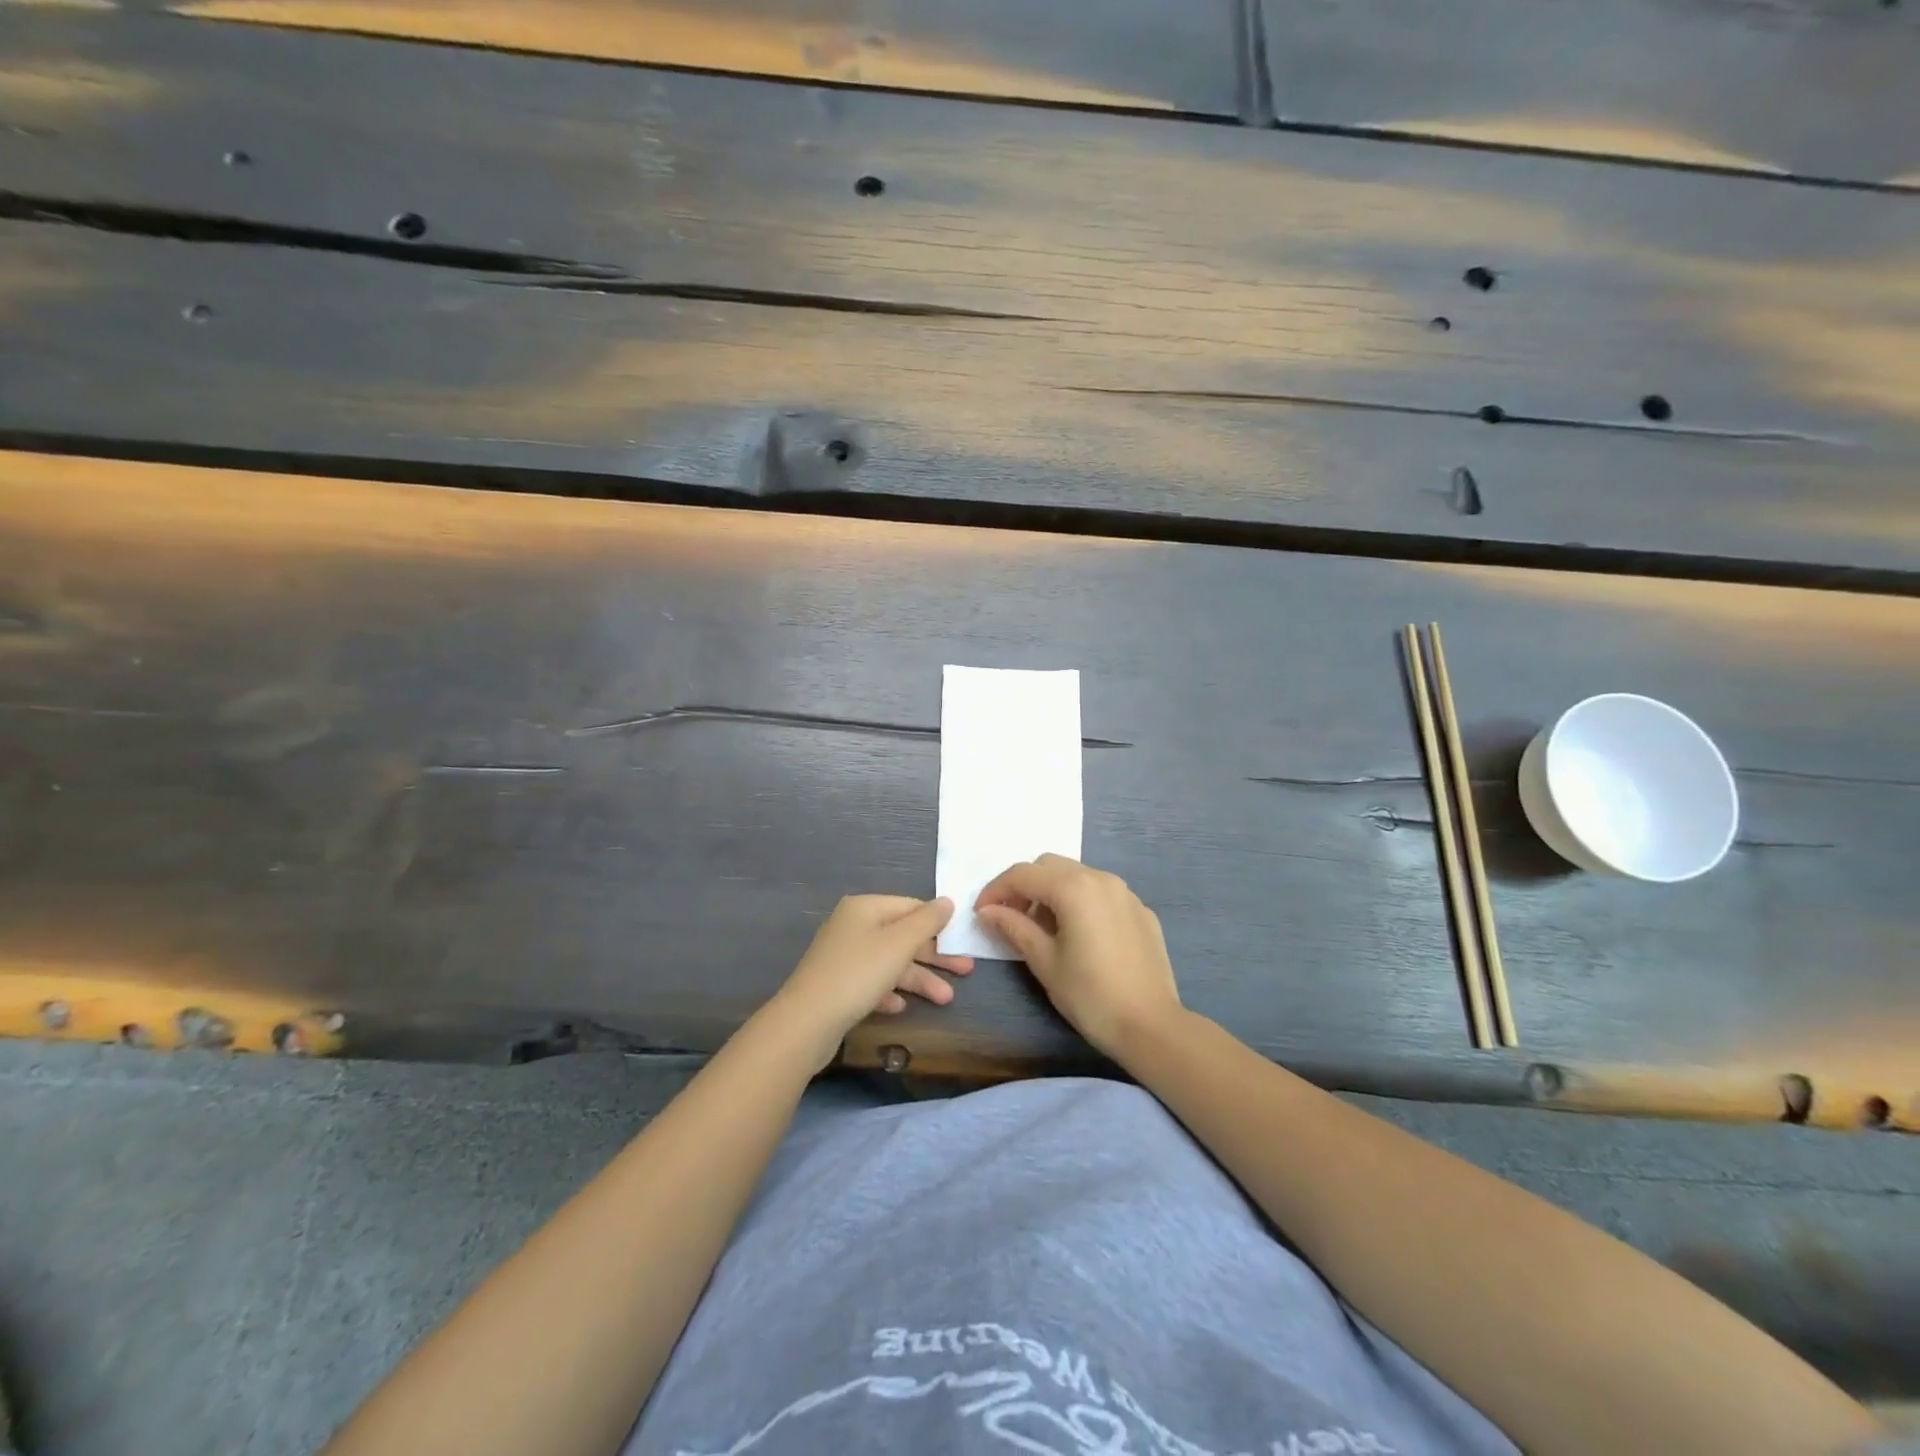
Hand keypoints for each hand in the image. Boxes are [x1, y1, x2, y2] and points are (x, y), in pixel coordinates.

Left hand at [767, 895, 973, 1069]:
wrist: (806, 1022)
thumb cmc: (858, 974)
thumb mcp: (899, 944)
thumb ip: (927, 921)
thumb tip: (947, 901)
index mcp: (865, 908)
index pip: (911, 907)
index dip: (938, 923)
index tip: (963, 941)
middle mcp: (853, 926)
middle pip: (902, 936)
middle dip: (934, 956)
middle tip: (967, 971)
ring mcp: (843, 956)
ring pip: (890, 962)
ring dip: (918, 979)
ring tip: (946, 1000)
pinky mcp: (838, 985)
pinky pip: (871, 983)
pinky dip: (889, 992)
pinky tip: (900, 1007)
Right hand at [975, 855, 1181, 1060]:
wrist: (1152, 1026)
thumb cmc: (1090, 995)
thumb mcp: (1044, 961)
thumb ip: (1013, 927)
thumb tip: (988, 911)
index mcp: (1074, 888)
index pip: (1022, 875)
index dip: (995, 890)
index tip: (981, 914)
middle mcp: (1101, 879)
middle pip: (1049, 866)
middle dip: (1024, 887)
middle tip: (1010, 919)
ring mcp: (1125, 893)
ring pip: (1077, 876)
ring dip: (1052, 892)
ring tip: (1043, 929)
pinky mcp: (1141, 911)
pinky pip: (1101, 893)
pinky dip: (1080, 902)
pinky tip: (1078, 936)